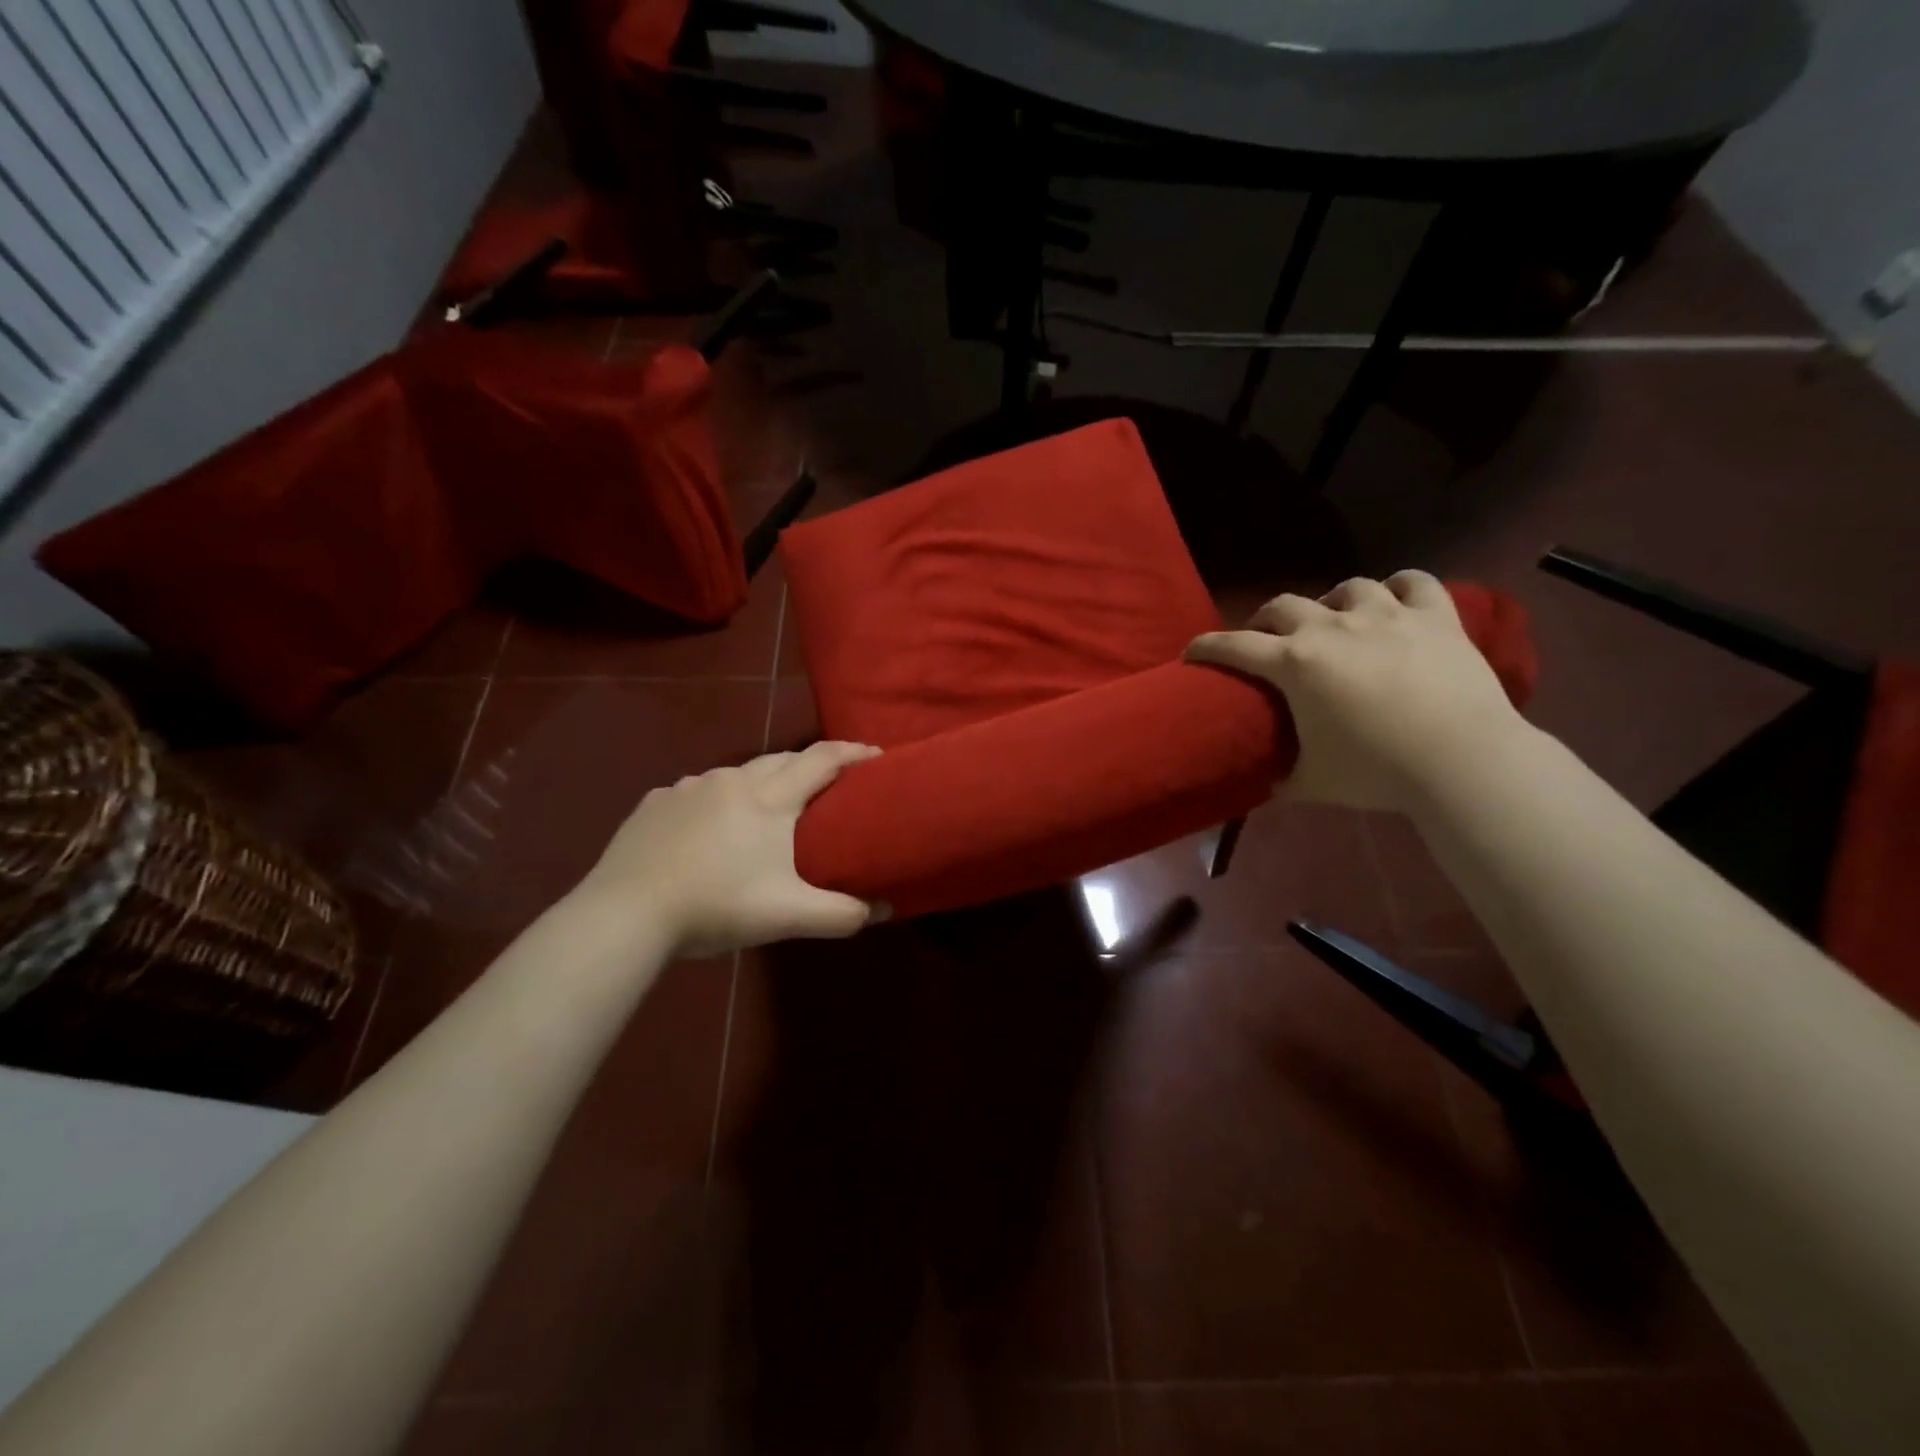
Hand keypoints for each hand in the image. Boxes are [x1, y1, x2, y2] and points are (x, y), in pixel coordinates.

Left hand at [577, 742, 885, 958]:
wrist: (625, 913)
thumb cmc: (716, 907)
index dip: (853, 753)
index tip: (876, 756)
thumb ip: (842, 914)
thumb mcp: (787, 916)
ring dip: (762, 783)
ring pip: (738, 774)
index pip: (822, 759)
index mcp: (769, 798)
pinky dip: (717, 801)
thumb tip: (885, 910)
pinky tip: (710, 829)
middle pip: (782, 759)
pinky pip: (698, 792)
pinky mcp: (656, 802)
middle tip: (828, 787)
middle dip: (810, 766)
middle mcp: (732, 779)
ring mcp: (689, 787)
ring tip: (768, 811)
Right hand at [1185, 571, 1531, 811]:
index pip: (1233, 646)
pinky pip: (1414, 582)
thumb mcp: (1311, 782)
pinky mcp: (1436, 616)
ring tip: (1335, 621)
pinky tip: (1395, 602)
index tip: (1192, 652)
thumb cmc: (1376, 772)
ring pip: (1347, 588)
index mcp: (1295, 663)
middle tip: (1266, 641)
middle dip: (1264, 620)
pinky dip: (1399, 588)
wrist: (1463, 761)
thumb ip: (1279, 779)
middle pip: (1282, 605)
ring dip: (1331, 603)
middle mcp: (1332, 627)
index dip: (1206, 647)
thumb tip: (1262, 786)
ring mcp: (1387, 614)